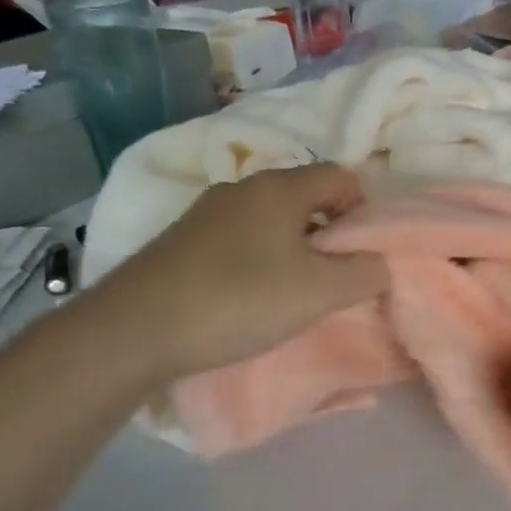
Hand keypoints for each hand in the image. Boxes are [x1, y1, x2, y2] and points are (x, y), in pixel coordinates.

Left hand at [88, 164, 388, 383]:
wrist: (130, 333)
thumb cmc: (239, 301)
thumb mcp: (321, 292)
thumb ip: (366, 273)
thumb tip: (379, 263)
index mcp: (279, 187)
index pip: (342, 177)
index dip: (361, 212)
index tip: (356, 255)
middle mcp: (242, 188)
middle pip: (306, 197)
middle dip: (327, 234)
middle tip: (327, 278)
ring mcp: (205, 212)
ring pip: (271, 220)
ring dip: (291, 249)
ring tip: (288, 293)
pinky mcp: (180, 240)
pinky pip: (239, 238)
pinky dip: (256, 260)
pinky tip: (246, 298)